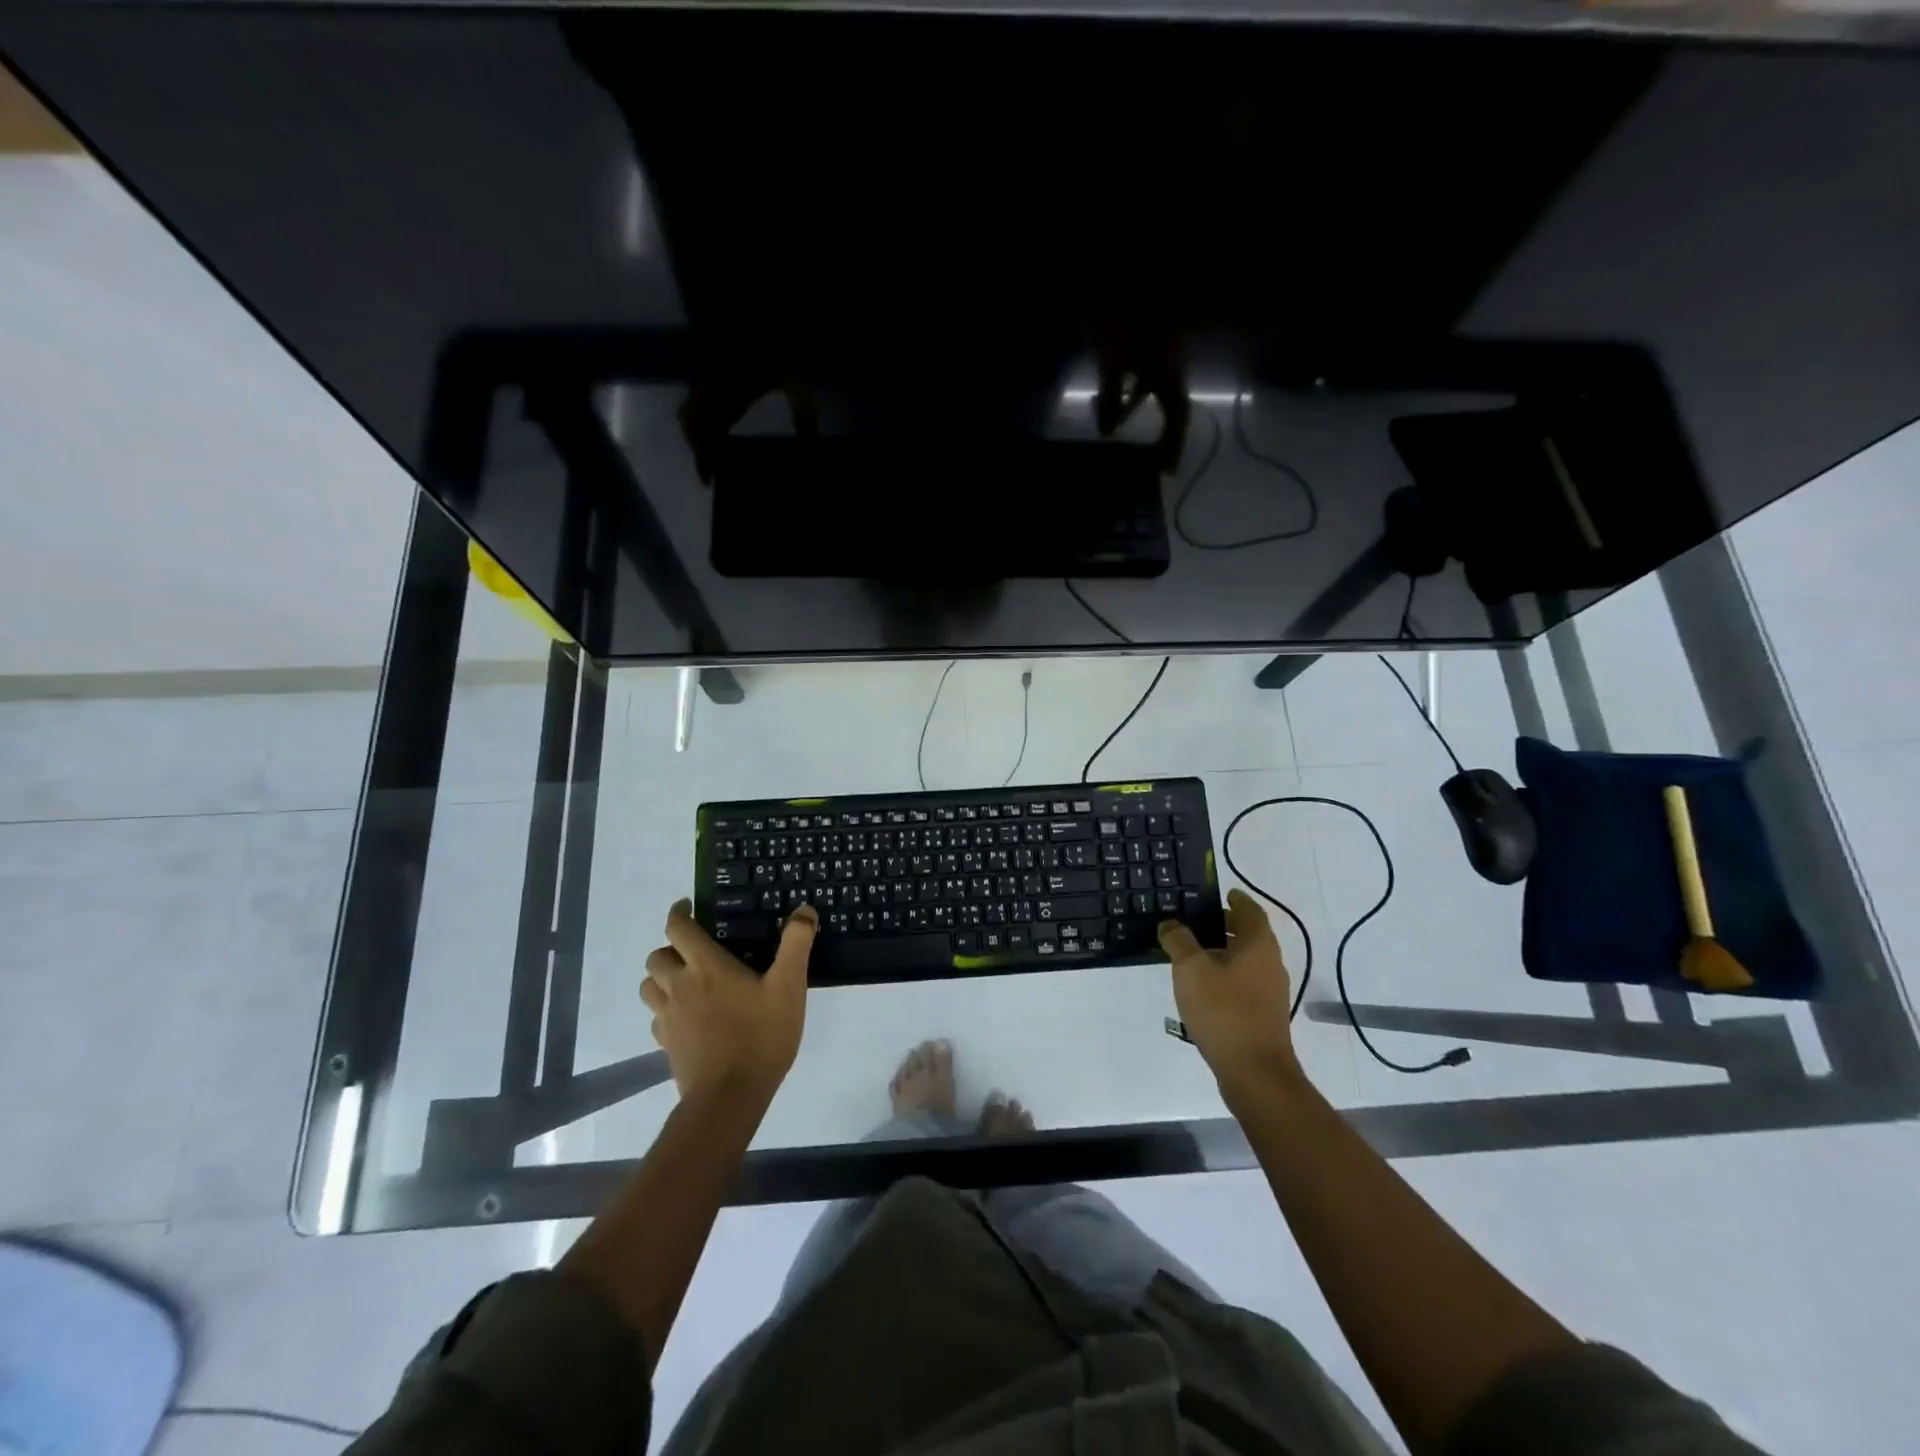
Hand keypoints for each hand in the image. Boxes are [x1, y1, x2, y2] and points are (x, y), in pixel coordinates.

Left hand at [642, 900, 814, 1108]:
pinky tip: (689, 1016)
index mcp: (706, 966)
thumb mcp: (789, 986)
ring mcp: (668, 1018)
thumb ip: (796, 944)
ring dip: (662, 977)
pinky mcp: (666, 1045)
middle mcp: (679, 986)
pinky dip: (666, 1008)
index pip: (677, 928)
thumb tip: (804, 910)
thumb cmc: (760, 1036)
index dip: (679, 913)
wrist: (729, 1097)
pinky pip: (656, 1017)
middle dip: (671, 947)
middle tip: (695, 949)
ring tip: (687, 980)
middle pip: (656, 956)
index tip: (688, 906)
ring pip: (649, 987)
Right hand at [1159, 889, 1302, 1097]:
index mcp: (1258, 944)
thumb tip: (1171, 924)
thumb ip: (1178, 940)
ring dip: (1223, 951)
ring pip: (1246, 959)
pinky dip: (1225, 973)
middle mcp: (1270, 963)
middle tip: (1194, 920)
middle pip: (1249, 934)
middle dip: (1224, 924)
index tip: (1219, 892)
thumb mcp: (1190, 969)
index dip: (1236, 899)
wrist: (1255, 1072)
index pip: (1250, 910)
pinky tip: (1201, 985)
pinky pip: (1243, 981)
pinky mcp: (1263, 1014)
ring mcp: (1269, 991)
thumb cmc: (1223, 1010)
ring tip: (1191, 952)